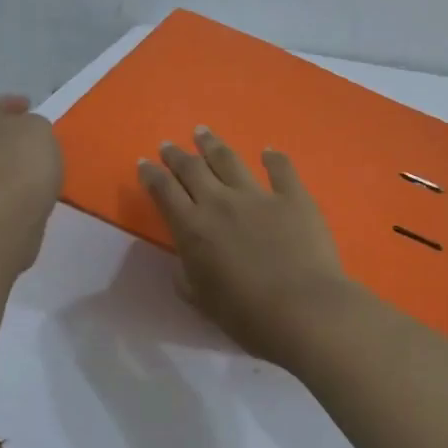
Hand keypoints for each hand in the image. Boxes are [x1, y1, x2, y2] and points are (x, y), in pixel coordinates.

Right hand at [139, 127, 354, 366]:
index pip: (164, 192)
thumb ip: (187, 276)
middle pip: (193, 169)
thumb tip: (185, 260)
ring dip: (212, 145)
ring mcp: (259, 196)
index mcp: (193, 229)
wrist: (303, 310)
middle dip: (177, 155)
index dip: (152, 175)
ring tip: (202, 132)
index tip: (144, 163)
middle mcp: (220, 203)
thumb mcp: (202, 301)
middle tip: (169, 144)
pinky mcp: (294, 197)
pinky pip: (281, 169)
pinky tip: (268, 152)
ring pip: (229, 160)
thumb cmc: (247, 315)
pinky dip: (273, 158)